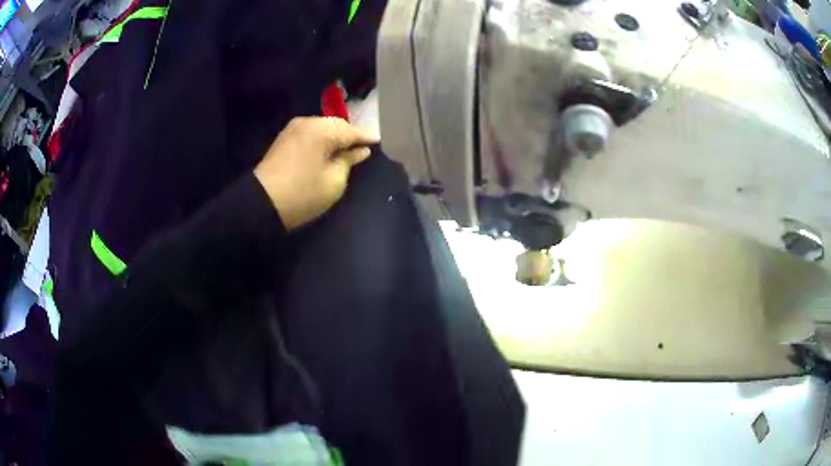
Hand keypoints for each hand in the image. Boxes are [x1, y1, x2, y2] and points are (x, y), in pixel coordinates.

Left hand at [253, 117, 379, 230]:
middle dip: (350, 135)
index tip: (379, 141)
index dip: (366, 137)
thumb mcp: (334, 181)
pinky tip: (327, 149)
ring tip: (346, 149)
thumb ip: (349, 161)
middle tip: (363, 146)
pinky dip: (321, 140)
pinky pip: (310, 134)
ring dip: (335, 137)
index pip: (352, 131)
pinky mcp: (284, 138)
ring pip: (322, 128)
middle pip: (336, 125)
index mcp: (322, 130)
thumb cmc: (303, 194)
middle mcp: (308, 122)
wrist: (261, 204)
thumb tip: (360, 150)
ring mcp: (293, 129)